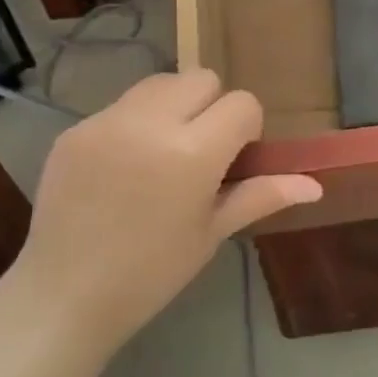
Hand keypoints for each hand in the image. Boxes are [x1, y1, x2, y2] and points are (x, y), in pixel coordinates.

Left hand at [13, 70, 320, 351]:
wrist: (63, 297)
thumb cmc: (151, 273)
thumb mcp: (211, 233)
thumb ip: (261, 196)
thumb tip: (314, 186)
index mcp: (192, 153)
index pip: (242, 103)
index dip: (246, 129)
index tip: (232, 160)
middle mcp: (150, 123)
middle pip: (201, 79)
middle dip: (211, 106)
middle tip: (198, 152)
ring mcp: (107, 122)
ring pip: (159, 83)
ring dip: (173, 106)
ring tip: (160, 152)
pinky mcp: (75, 129)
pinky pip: (121, 106)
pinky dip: (134, 123)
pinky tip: (122, 167)